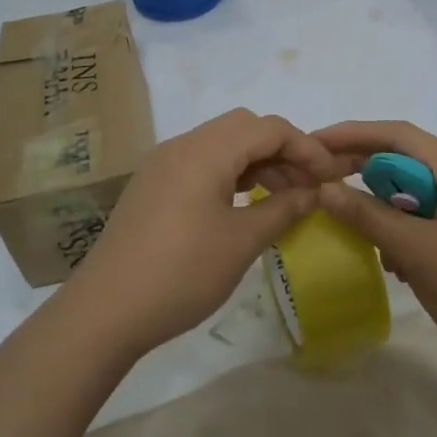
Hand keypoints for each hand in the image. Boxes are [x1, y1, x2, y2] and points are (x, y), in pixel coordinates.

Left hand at [69, 108, 342, 356]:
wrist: (107, 309)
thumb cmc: (182, 273)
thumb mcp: (242, 242)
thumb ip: (284, 209)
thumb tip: (313, 192)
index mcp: (205, 151)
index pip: (268, 128)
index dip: (306, 148)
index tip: (329, 178)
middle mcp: (181, 145)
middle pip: (244, 127)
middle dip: (281, 150)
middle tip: (306, 186)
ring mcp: (162, 163)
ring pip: (221, 143)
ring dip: (255, 161)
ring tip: (282, 197)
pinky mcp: (152, 184)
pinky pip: (200, 161)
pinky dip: (229, 172)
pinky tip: (243, 202)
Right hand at [314, 121, 436, 387]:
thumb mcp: (417, 251)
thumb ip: (368, 216)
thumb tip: (324, 189)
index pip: (400, 136)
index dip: (353, 134)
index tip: (313, 142)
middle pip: (406, 162)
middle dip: (363, 170)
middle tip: (319, 181)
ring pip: (414, 194)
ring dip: (381, 206)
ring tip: (347, 222)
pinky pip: (426, 221)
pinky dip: (401, 231)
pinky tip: (388, 259)